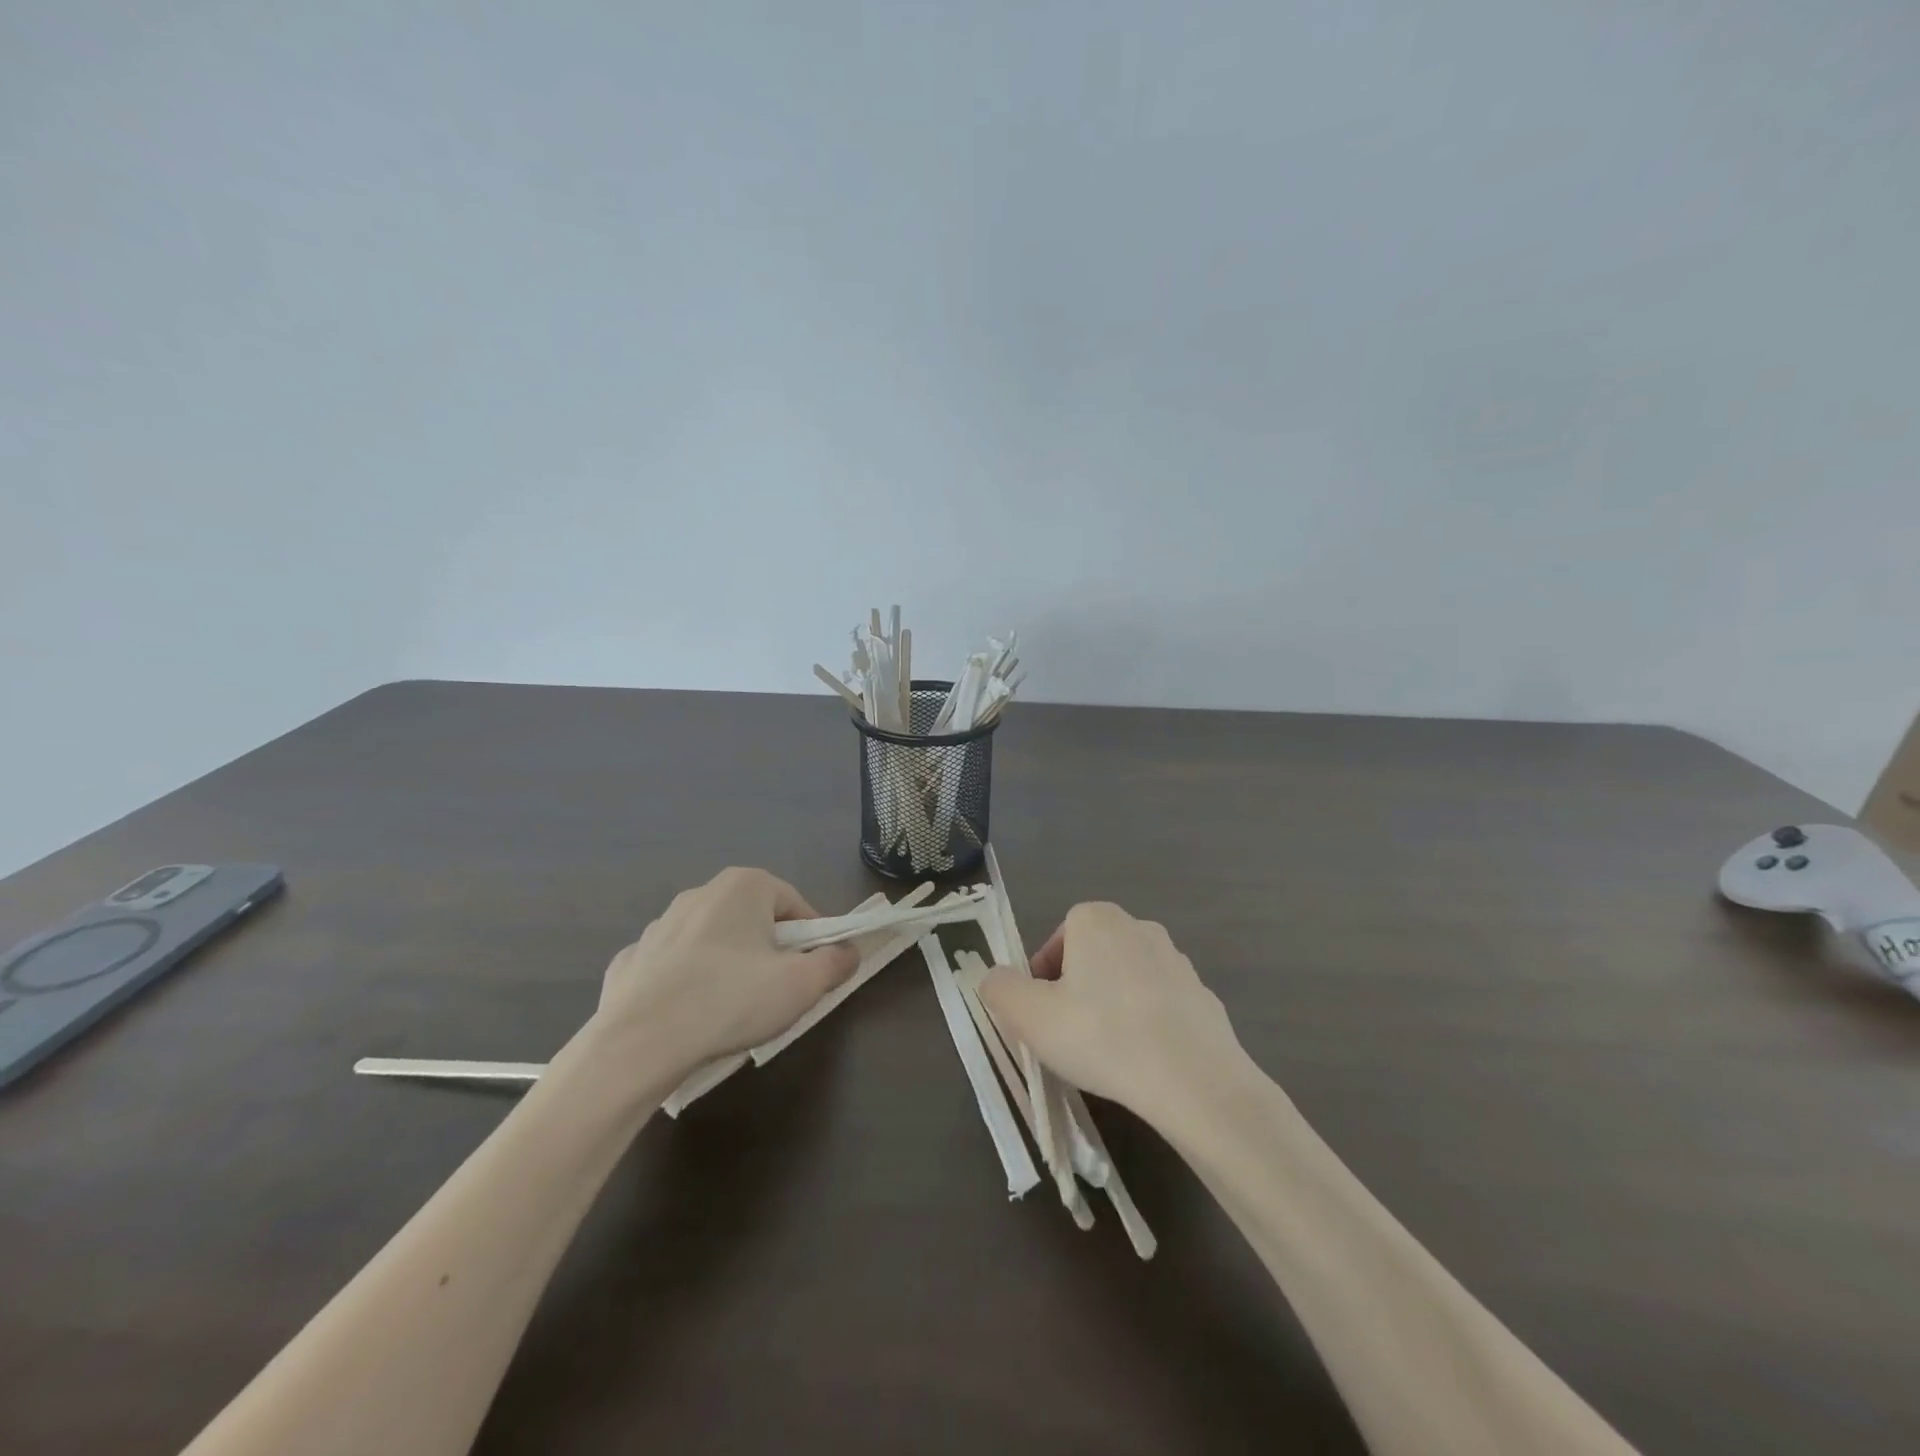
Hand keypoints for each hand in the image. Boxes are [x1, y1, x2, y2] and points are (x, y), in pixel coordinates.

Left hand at [590, 867, 858, 1072]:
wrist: (637, 1043)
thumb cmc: (731, 1001)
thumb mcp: (802, 985)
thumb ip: (834, 963)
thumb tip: (849, 952)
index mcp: (745, 886)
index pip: (795, 904)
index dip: (811, 939)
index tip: (811, 973)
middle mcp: (701, 892)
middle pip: (753, 919)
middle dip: (769, 950)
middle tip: (775, 991)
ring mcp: (659, 924)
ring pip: (712, 941)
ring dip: (727, 965)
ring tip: (731, 1009)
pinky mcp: (631, 959)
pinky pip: (672, 966)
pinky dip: (685, 983)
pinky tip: (687, 1016)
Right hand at [978, 901, 1244, 1123]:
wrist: (1194, 1080)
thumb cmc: (1101, 1036)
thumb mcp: (1029, 1016)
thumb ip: (1000, 989)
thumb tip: (995, 979)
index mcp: (1096, 920)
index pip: (1058, 939)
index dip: (1042, 978)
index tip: (1041, 1015)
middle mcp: (1139, 927)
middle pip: (1092, 957)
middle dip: (1076, 991)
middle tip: (1067, 1035)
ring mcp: (1177, 961)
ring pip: (1126, 981)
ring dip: (1112, 1007)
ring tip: (1106, 1053)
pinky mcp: (1204, 996)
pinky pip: (1161, 1006)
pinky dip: (1147, 1025)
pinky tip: (1144, 1062)